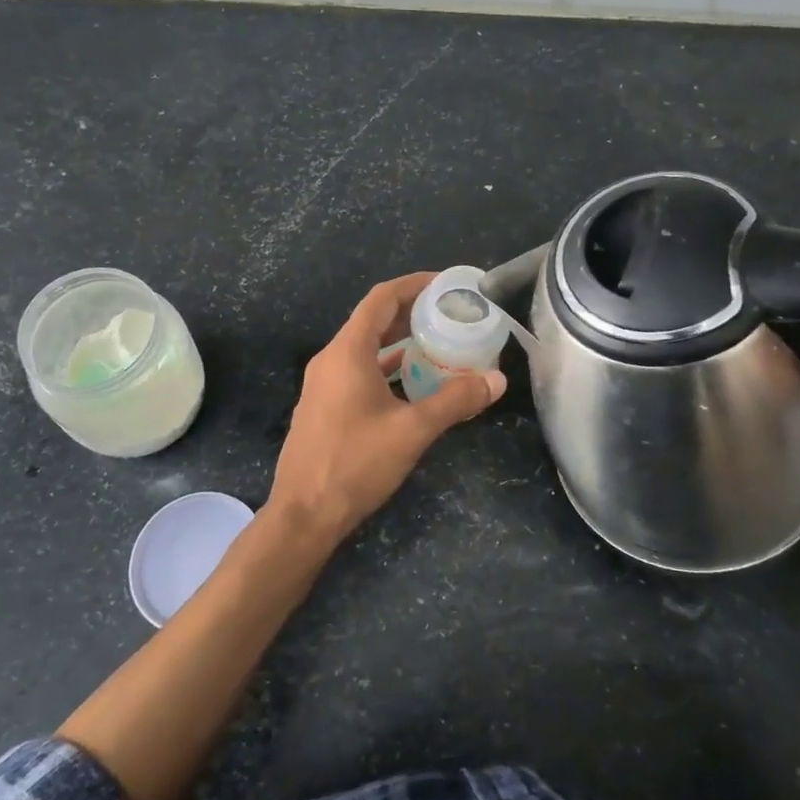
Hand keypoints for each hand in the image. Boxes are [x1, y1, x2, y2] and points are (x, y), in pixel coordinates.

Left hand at [265, 273, 505, 547]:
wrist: (303, 514)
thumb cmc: (355, 463)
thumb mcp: (412, 430)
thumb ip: (455, 400)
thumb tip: (496, 380)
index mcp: (347, 352)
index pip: (381, 299)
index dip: (413, 285)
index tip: (445, 285)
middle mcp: (331, 360)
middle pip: (373, 321)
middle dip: (411, 313)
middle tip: (450, 315)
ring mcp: (323, 385)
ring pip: (365, 350)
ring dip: (400, 343)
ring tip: (439, 346)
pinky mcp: (323, 407)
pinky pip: (358, 372)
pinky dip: (387, 369)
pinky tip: (411, 384)